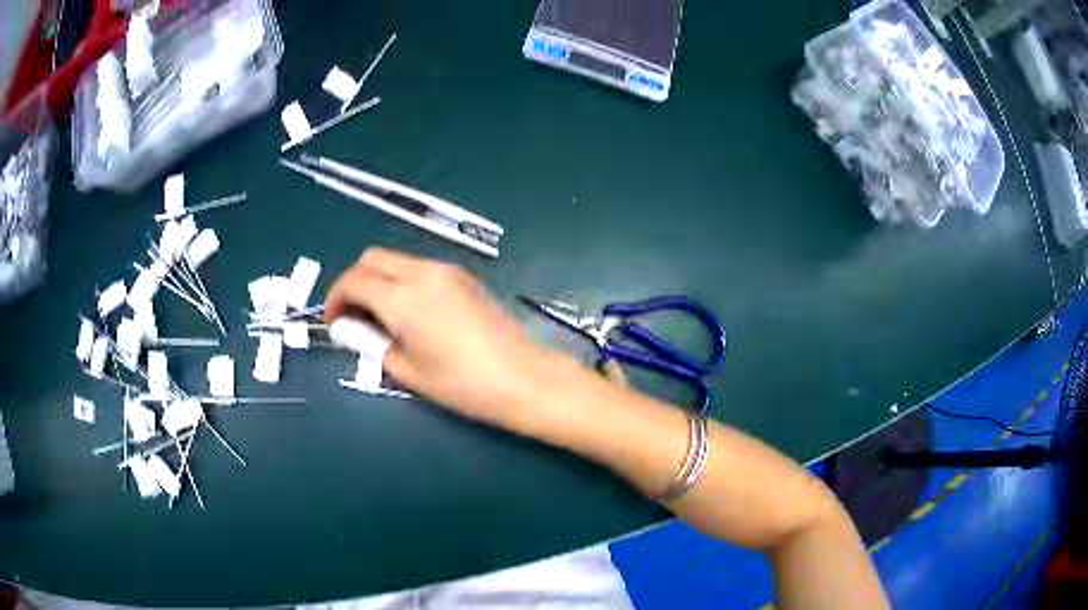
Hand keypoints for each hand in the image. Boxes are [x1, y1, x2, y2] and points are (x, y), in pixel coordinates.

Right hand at [325, 248, 557, 428]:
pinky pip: (420, 267)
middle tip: (353, 316)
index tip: (334, 322)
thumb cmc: (462, 384)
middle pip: (373, 258)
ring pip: (397, 259)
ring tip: (381, 317)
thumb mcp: (407, 370)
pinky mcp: (465, 276)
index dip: (335, 298)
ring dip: (379, 279)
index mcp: (403, 297)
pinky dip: (402, 280)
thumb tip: (348, 328)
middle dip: (354, 282)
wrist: (523, 378)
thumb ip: (371, 343)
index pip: (353, 280)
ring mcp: (447, 270)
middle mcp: (423, 272)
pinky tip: (410, 311)